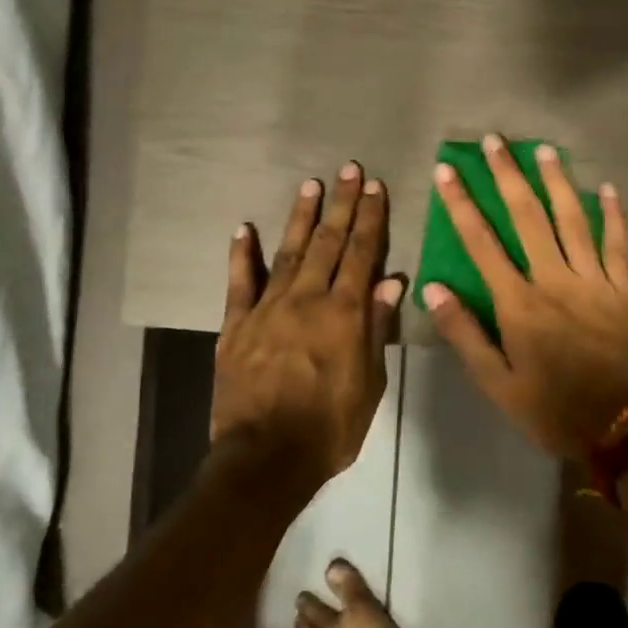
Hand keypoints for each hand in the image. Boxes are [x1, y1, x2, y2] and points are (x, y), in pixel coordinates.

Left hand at [212, 164, 405, 484]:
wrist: (265, 458)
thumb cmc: (329, 428)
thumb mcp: (369, 384)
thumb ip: (377, 328)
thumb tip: (392, 280)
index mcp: (344, 315)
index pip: (362, 255)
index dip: (370, 220)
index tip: (376, 188)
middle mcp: (306, 300)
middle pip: (328, 244)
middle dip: (342, 205)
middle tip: (349, 170)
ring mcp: (266, 309)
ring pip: (288, 252)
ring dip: (302, 218)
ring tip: (312, 185)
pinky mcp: (235, 326)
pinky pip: (238, 283)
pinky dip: (241, 254)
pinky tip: (243, 228)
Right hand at [423, 136, 627, 459]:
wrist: (619, 429)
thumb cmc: (550, 408)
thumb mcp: (496, 383)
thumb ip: (464, 334)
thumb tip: (434, 289)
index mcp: (520, 304)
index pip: (482, 243)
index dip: (462, 204)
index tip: (447, 170)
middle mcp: (556, 282)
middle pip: (528, 218)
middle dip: (508, 176)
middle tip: (494, 141)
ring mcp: (596, 283)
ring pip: (574, 221)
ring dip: (557, 182)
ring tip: (543, 149)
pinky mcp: (626, 292)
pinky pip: (619, 245)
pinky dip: (614, 216)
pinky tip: (607, 188)